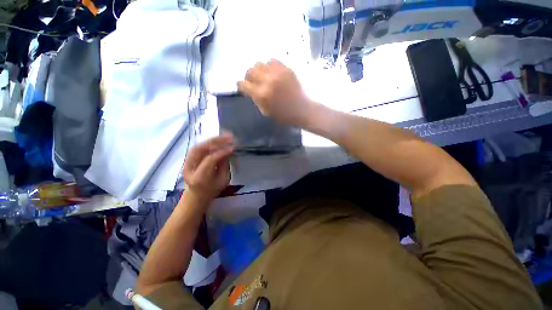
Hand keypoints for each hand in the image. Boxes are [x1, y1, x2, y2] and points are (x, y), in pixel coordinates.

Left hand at [183, 133, 234, 202]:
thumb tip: (228, 151)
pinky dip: (209, 142)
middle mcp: (190, 168)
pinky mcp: (188, 159)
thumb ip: (225, 165)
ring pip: (199, 146)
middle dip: (216, 141)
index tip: (233, 148)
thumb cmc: (213, 190)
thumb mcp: (223, 180)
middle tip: (229, 137)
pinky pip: (198, 146)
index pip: (210, 159)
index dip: (222, 152)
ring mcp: (187, 163)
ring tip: (225, 136)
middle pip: (201, 149)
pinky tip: (218, 139)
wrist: (197, 195)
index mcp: (200, 178)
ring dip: (213, 139)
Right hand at [238, 59, 314, 126]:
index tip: (243, 88)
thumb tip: (251, 90)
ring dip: (258, 71)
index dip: (241, 86)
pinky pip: (272, 61)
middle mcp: (267, 81)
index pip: (243, 84)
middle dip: (248, 77)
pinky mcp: (286, 69)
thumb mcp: (266, 112)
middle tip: (253, 82)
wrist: (303, 110)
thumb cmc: (284, 115)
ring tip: (263, 77)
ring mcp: (277, 73)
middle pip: (250, 71)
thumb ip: (256, 99)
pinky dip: (269, 66)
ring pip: (259, 63)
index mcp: (262, 94)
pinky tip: (272, 73)